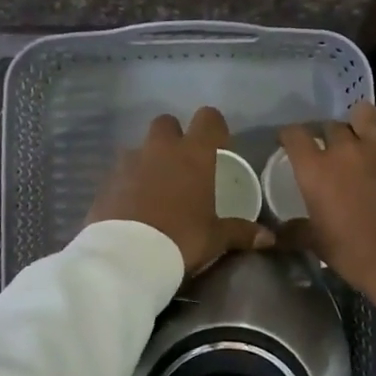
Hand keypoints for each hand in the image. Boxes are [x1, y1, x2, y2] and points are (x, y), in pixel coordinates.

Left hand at [87, 106, 273, 278]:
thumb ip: (241, 232)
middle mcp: (161, 149)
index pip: (208, 118)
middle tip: (182, 164)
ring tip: (156, 188)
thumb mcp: (216, 238)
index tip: (218, 145)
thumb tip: (269, 238)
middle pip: (167, 122)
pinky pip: (121, 172)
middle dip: (174, 136)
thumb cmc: (181, 239)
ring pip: (141, 146)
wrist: (127, 256)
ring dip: (149, 159)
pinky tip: (133, 205)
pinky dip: (128, 182)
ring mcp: (129, 162)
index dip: (214, 127)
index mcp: (194, 155)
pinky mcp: (106, 181)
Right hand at [279, 102, 375, 312]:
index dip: (290, 136)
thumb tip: (277, 233)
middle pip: (330, 125)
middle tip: (332, 152)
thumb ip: (296, 231)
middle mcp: (345, 149)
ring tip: (364, 139)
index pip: (294, 135)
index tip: (290, 143)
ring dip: (361, 124)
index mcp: (316, 170)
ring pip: (365, 113)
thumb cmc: (354, 254)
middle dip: (328, 136)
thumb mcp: (317, 243)